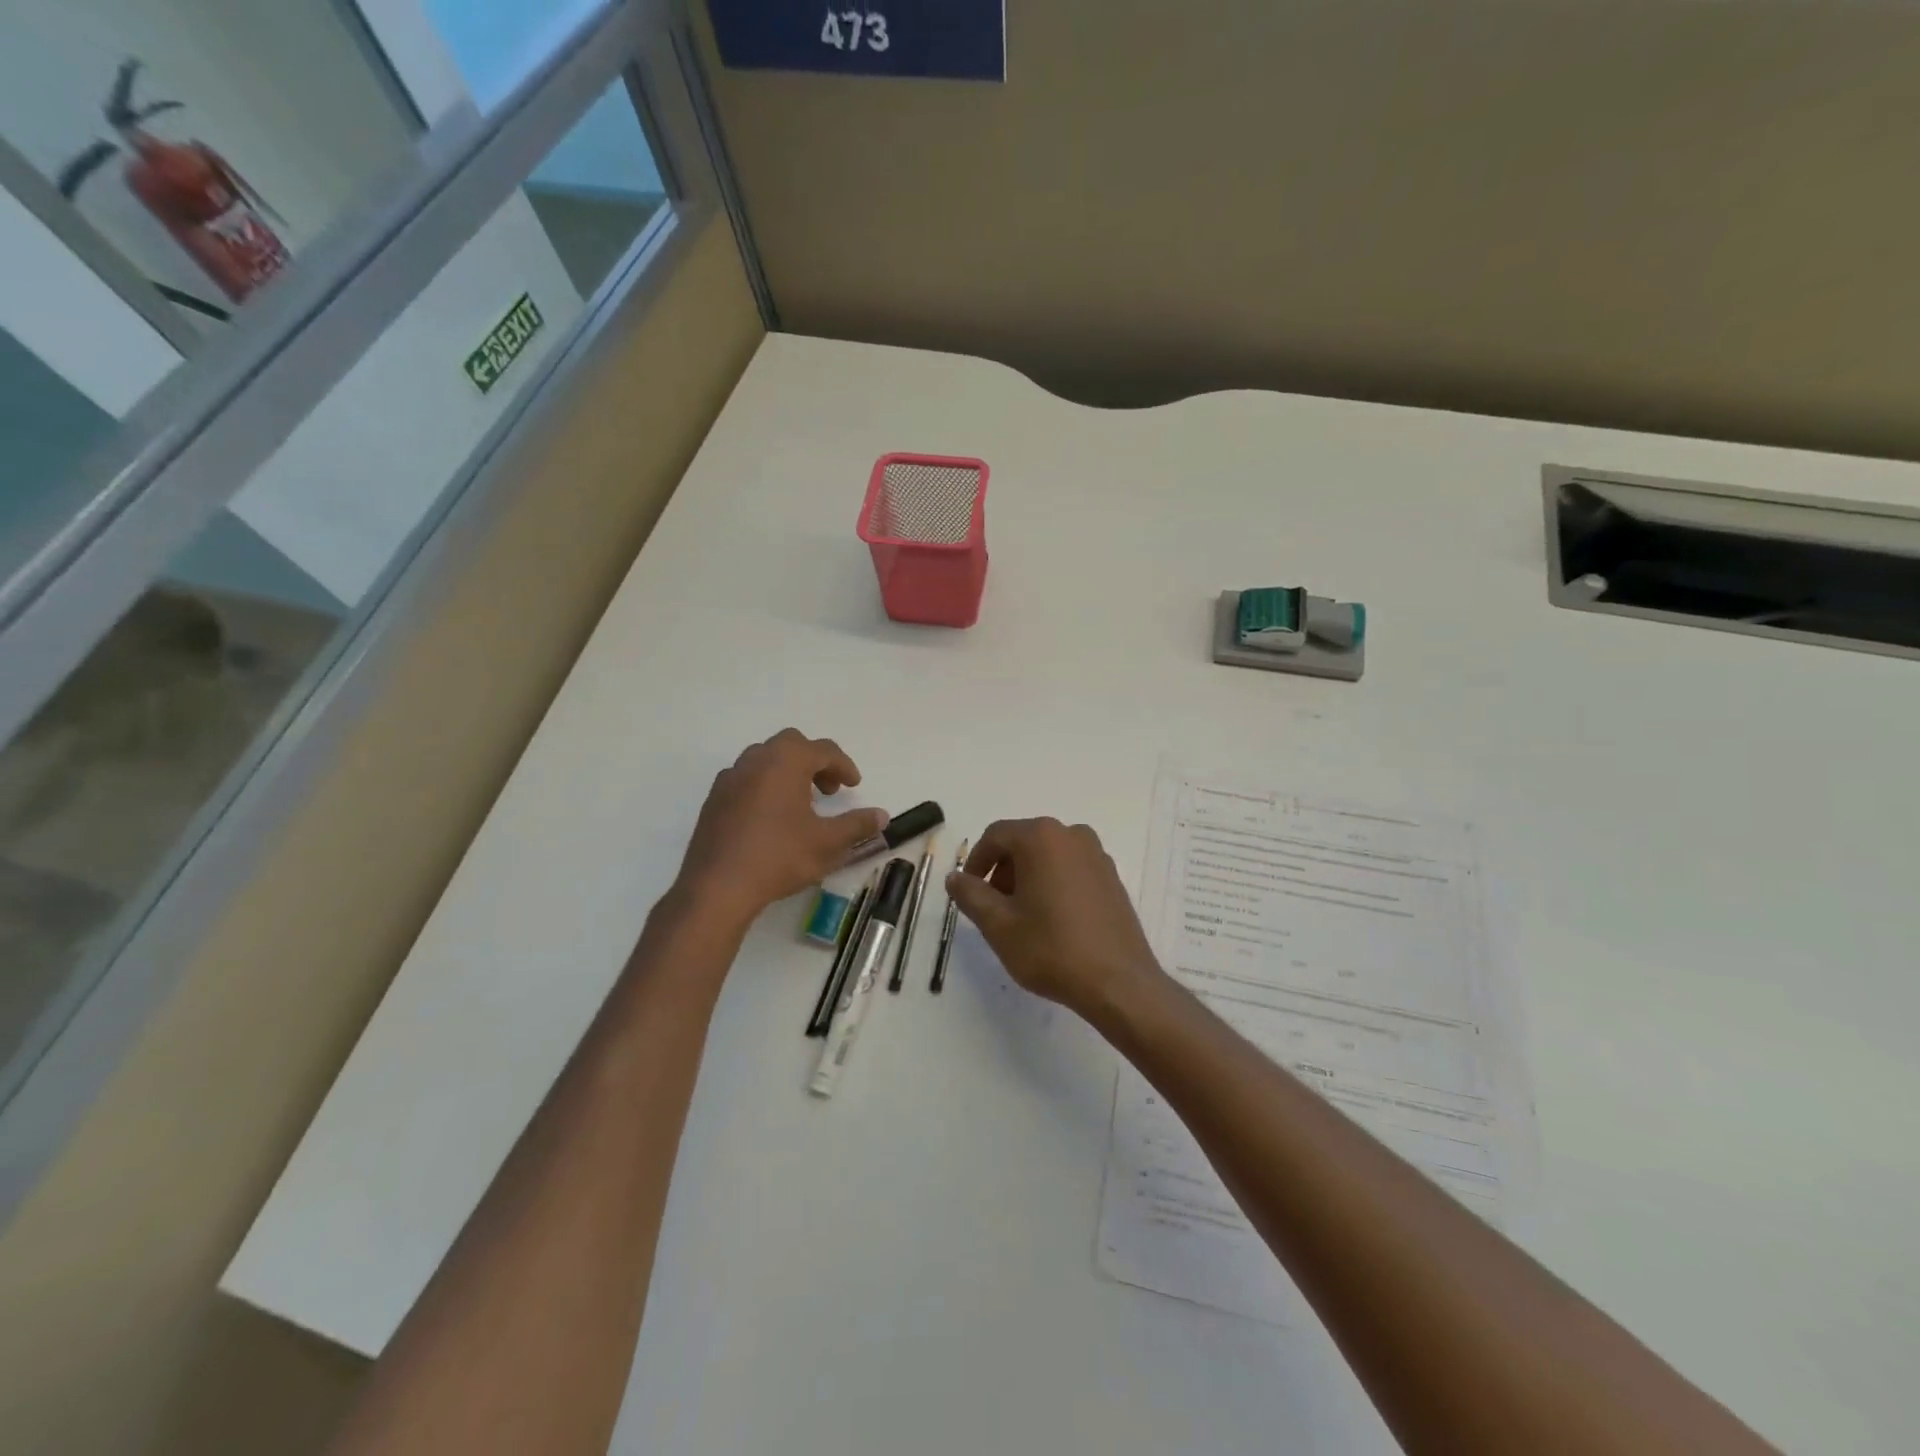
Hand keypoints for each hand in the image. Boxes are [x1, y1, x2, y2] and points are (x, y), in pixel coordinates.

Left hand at [675, 730, 887, 924]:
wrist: (718, 886)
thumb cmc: (779, 857)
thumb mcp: (827, 843)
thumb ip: (857, 825)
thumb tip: (881, 816)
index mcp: (786, 762)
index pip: (823, 750)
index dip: (844, 766)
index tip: (854, 786)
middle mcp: (756, 760)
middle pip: (792, 745)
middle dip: (815, 762)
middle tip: (828, 790)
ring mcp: (730, 778)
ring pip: (765, 759)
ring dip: (788, 771)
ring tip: (801, 803)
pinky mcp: (714, 799)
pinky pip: (746, 778)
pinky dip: (765, 785)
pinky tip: (770, 817)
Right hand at [945, 818, 1165, 1019]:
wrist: (1118, 982)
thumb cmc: (1051, 948)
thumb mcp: (998, 924)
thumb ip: (970, 894)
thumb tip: (955, 877)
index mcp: (1041, 837)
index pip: (995, 836)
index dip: (976, 862)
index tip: (969, 893)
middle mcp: (1072, 835)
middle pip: (1023, 842)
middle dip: (1002, 871)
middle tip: (993, 909)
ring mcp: (1097, 855)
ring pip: (1047, 856)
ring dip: (1027, 878)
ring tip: (1022, 918)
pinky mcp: (1111, 877)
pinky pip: (1070, 869)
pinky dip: (1052, 884)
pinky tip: (1052, 921)